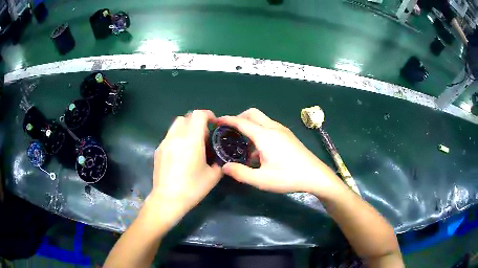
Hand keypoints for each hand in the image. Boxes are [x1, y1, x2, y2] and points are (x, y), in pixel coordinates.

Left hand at [145, 110, 221, 228]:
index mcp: (191, 141)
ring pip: (175, 125)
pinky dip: (177, 138)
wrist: (167, 199)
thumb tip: (221, 157)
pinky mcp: (158, 150)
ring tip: (191, 143)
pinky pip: (169, 136)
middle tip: (203, 136)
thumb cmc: (192, 188)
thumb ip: (220, 162)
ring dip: (186, 128)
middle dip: (197, 122)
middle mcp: (176, 137)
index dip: (208, 114)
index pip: (198, 115)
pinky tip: (180, 154)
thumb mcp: (213, 176)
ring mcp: (165, 143)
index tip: (214, 122)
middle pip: (186, 117)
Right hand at [217, 108, 342, 196]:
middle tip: (230, 132)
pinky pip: (269, 127)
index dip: (227, 120)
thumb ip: (240, 173)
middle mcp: (273, 128)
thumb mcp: (261, 180)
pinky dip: (259, 131)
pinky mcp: (288, 136)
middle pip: (253, 114)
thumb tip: (224, 167)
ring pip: (262, 120)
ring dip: (250, 126)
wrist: (315, 176)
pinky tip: (260, 151)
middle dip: (239, 118)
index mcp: (265, 135)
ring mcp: (283, 131)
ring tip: (243, 145)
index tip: (216, 121)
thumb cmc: (288, 177)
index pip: (241, 122)